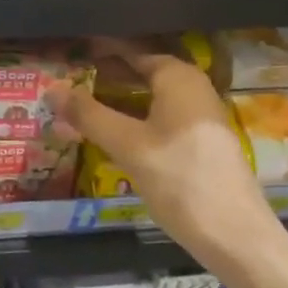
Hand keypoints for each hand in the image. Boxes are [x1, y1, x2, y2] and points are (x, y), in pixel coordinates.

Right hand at [52, 40, 274, 271]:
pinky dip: (134, 118)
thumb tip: (51, 88)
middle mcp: (193, 89)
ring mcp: (200, 117)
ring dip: (118, 99)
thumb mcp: (128, 145)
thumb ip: (88, 115)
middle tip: (68, 79)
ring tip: (82, 105)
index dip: (100, 49)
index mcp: (179, 78)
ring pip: (150, 97)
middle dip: (106, 75)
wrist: (236, 237)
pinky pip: (160, 117)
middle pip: (142, 72)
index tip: (70, 51)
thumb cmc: (180, 180)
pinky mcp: (201, 143)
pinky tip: (112, 134)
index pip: (132, 51)